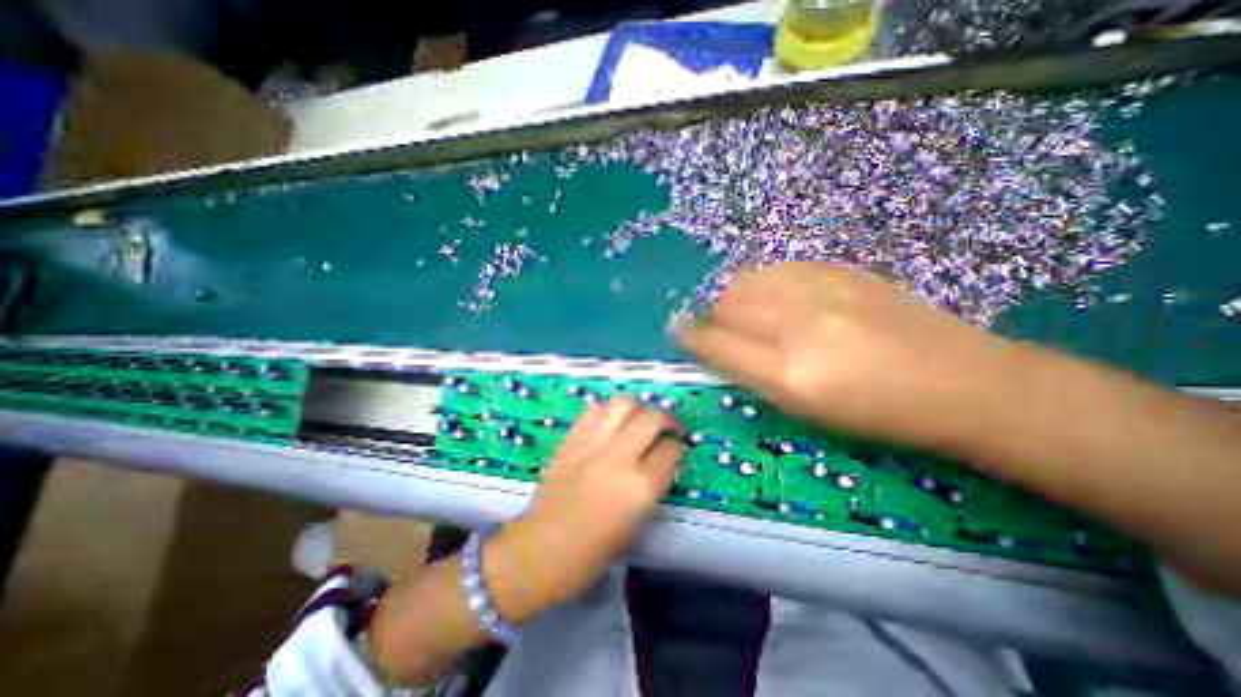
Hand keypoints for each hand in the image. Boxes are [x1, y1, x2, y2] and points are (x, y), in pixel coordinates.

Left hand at [483, 396, 682, 617]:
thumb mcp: (637, 523)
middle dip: (667, 419)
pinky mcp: (571, 439)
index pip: (670, 450)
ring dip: (638, 408)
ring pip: (623, 403)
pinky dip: (607, 411)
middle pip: (652, 418)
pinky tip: (610, 424)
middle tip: (667, 428)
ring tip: (639, 419)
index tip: (676, 448)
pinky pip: (594, 410)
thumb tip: (669, 459)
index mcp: (640, 487)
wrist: (542, 549)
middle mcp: (619, 458)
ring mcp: (593, 445)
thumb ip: (657, 486)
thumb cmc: (595, 549)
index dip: (678, 447)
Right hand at [678, 260, 1018, 452]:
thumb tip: (717, 346)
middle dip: (712, 316)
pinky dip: (764, 282)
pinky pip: (779, 268)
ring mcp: (823, 292)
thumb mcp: (804, 409)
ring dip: (735, 296)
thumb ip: (753, 373)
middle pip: (727, 305)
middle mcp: (799, 327)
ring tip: (746, 310)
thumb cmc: (875, 413)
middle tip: (718, 327)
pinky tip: (775, 295)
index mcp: (789, 375)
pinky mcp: (842, 271)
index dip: (690, 335)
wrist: (959, 382)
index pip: (717, 345)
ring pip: (749, 279)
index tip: (676, 328)